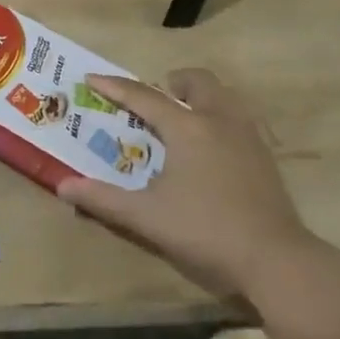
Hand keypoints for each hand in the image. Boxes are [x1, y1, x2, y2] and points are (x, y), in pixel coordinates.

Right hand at [59, 68, 306, 294]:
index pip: (144, 96)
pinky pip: (237, 119)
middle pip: (197, 81)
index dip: (115, 87)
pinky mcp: (265, 157)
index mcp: (187, 128)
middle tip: (153, 102)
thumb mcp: (146, 217)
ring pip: (223, 96)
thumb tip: (63, 186)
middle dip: (172, 83)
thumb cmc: (205, 231)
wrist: (276, 260)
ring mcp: (248, 137)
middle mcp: (219, 120)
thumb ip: (103, 200)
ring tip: (181, 121)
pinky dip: (217, 118)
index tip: (92, 78)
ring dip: (199, 97)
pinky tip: (209, 150)